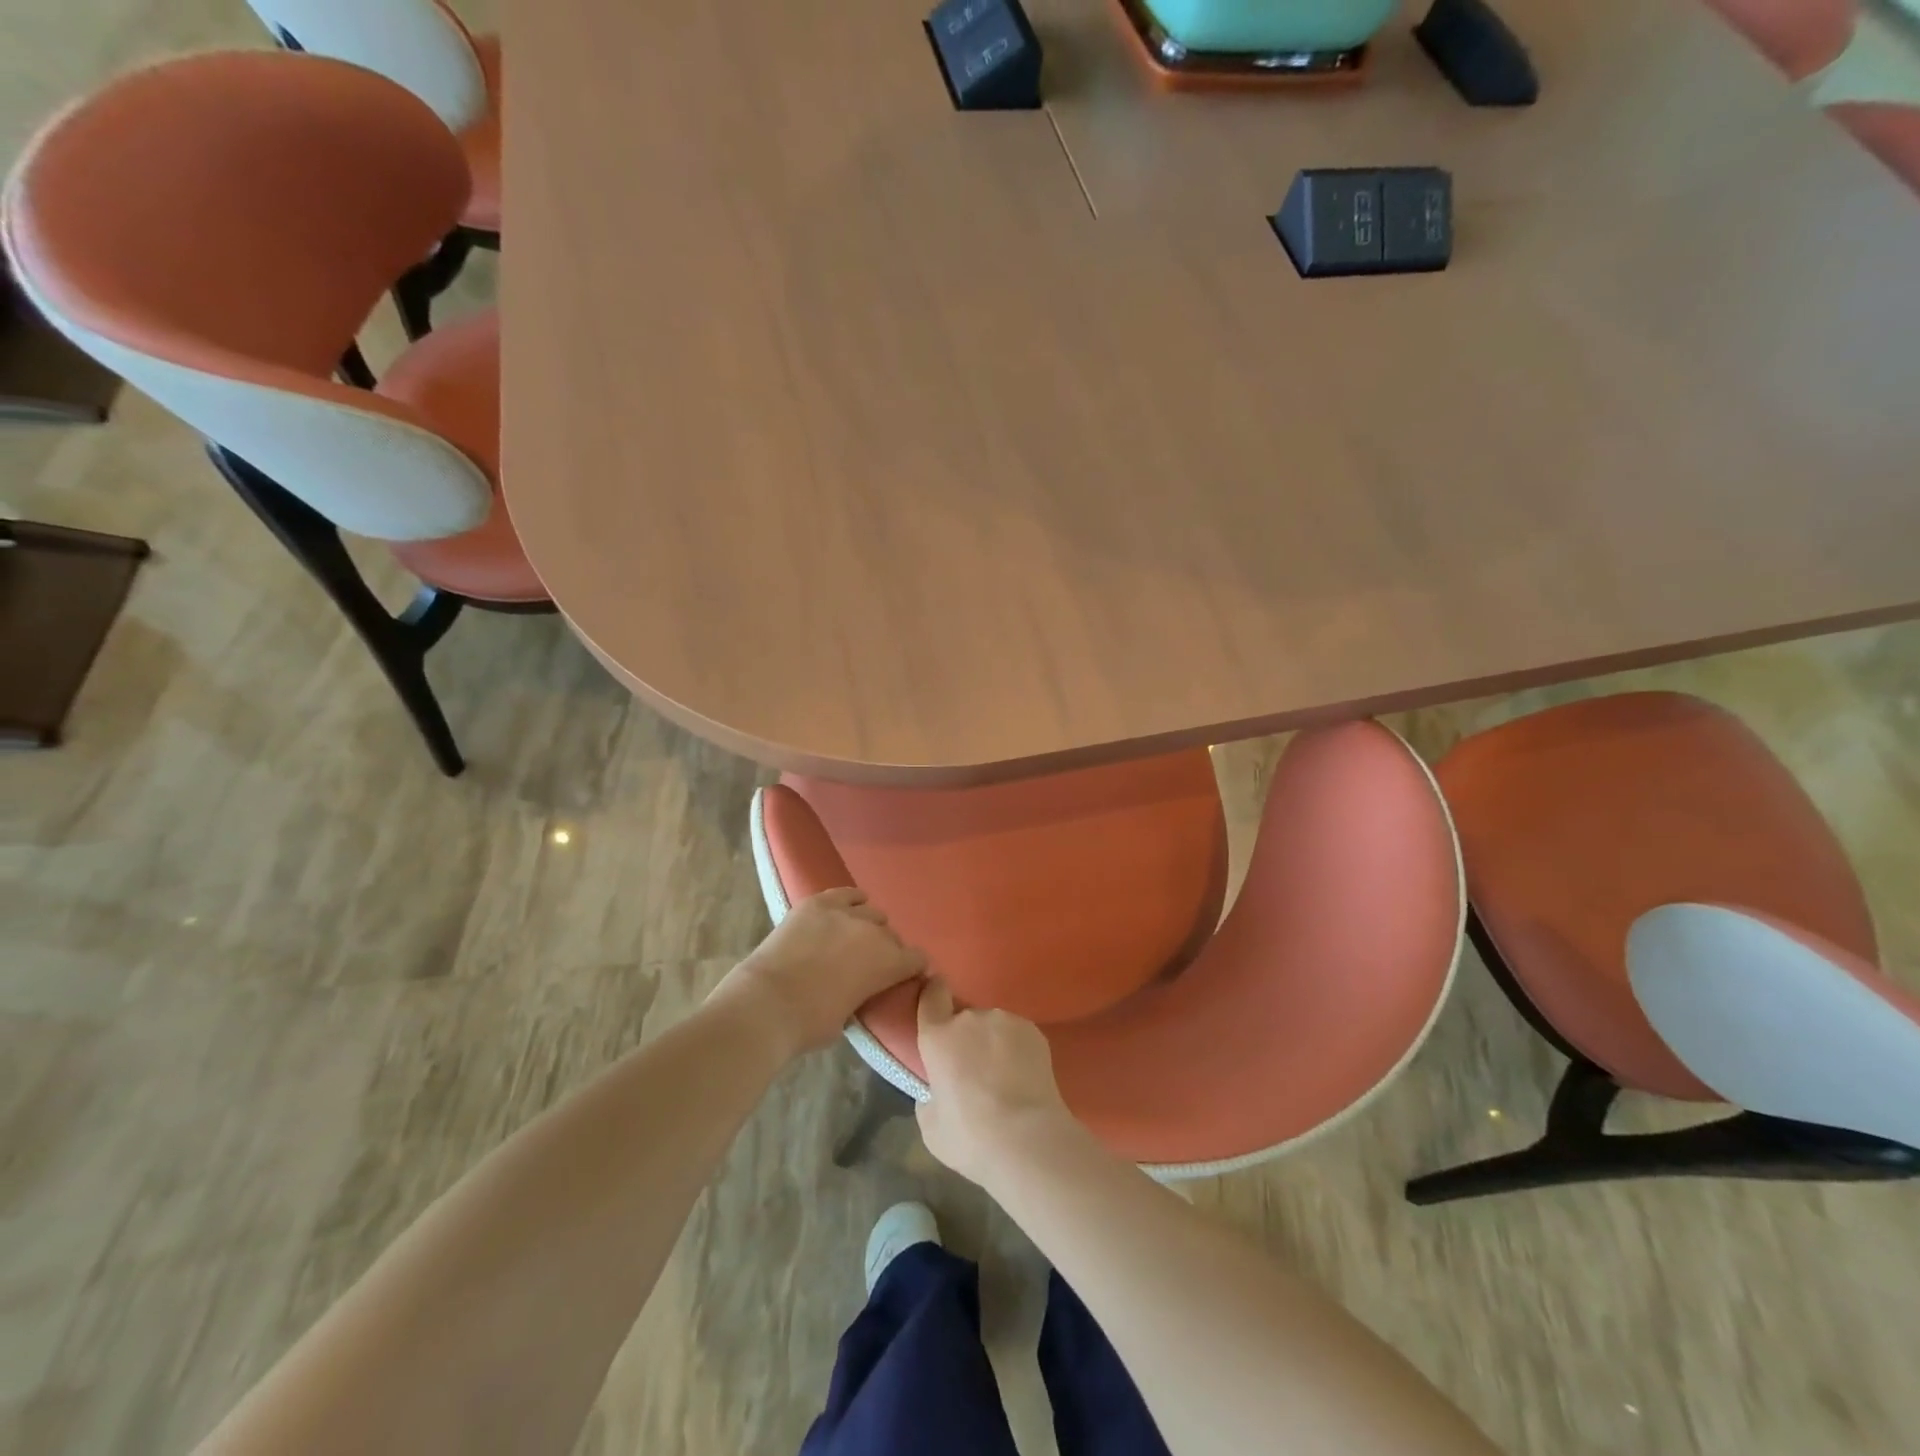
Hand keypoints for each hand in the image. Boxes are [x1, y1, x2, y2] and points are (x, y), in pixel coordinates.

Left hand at [713, 888, 926, 1059]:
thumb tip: (861, 989)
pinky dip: (851, 900)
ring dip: (868, 925)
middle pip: (892, 935)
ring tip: (854, 937)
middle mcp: (874, 932)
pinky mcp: (818, 903)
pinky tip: (848, 908)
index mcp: (889, 964)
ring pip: (871, 912)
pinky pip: (846, 893)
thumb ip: (865, 995)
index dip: (912, 968)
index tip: (904, 975)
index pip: (917, 959)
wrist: (767, 1003)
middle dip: (887, 948)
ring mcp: (845, 913)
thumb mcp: (851, 1017)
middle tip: (869, 963)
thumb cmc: (810, 1023)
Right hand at [915, 979, 1080, 1186]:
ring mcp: (1005, 1020)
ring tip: (1003, 1078)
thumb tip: (937, 1091)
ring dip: (992, 1043)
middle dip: (966, 1039)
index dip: (932, 995)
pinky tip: (1023, 1078)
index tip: (936, 1001)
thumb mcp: (931, 1127)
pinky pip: (1017, 1035)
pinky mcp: (1033, 1030)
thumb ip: (928, 1098)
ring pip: (992, 1027)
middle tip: (973, 1072)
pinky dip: (1017, 1050)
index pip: (931, 997)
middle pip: (963, 1019)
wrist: (1028, 1139)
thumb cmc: (971, 1137)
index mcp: (938, 1037)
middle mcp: (970, 1018)